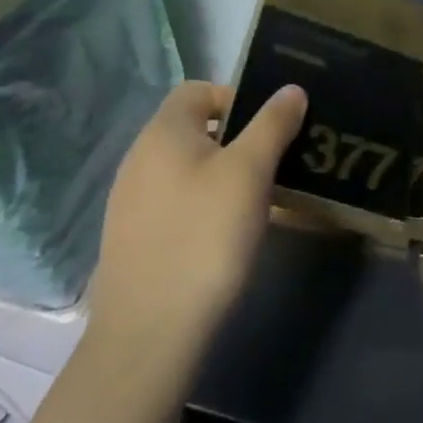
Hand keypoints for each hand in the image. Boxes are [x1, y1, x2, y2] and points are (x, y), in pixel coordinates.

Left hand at [87, 81, 307, 349]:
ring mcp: (131, 201)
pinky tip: (226, 235)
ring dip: (224, 174)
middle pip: (195, 129)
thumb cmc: (205, 237)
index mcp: (163, 132)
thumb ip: (272, 124)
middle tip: (274, 164)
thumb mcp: (250, 172)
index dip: (237, 97)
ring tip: (258, 201)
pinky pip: (177, 202)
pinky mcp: (134, 237)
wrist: (149, 333)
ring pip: (188, 168)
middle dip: (238, 139)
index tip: (271, 127)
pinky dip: (204, 205)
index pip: (199, 89)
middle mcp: (139, 158)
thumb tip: (291, 89)